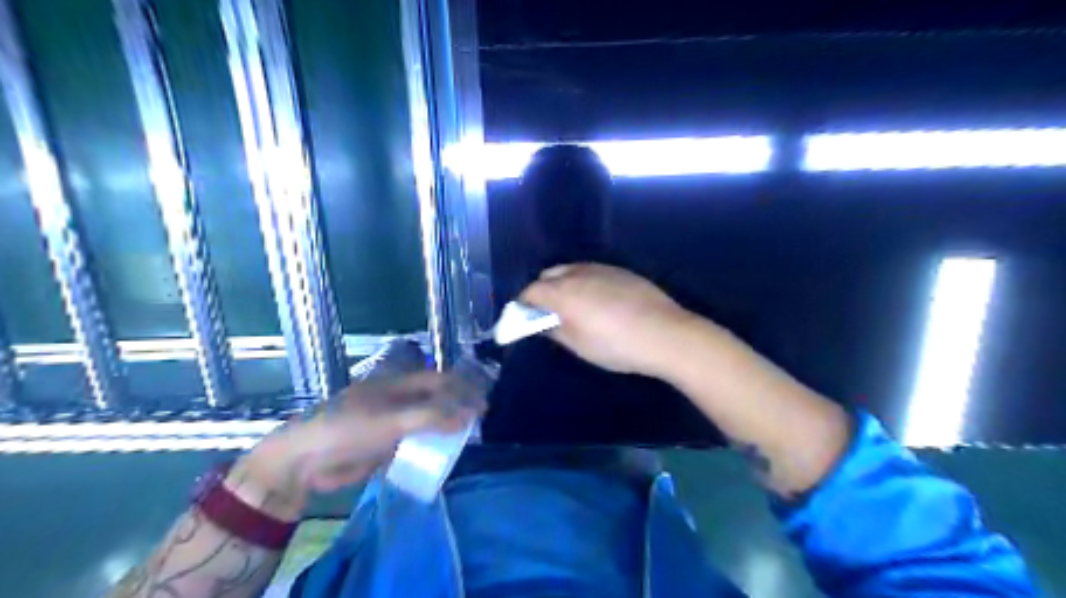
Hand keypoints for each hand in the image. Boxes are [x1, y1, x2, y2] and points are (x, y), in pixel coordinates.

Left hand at [234, 374, 485, 519]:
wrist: (306, 460)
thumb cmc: (349, 428)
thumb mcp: (394, 419)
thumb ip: (432, 417)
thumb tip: (469, 416)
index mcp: (398, 384)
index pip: (439, 381)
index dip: (462, 390)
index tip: (482, 406)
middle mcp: (397, 399)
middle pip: (434, 400)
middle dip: (456, 408)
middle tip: (478, 423)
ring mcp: (389, 422)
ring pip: (425, 422)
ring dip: (444, 429)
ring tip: (465, 440)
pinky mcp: (383, 445)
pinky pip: (413, 443)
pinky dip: (428, 447)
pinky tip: (440, 456)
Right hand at [525, 262, 700, 375]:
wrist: (666, 334)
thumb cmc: (617, 345)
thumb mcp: (579, 346)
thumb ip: (554, 330)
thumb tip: (542, 323)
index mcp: (562, 293)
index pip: (530, 291)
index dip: (523, 305)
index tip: (525, 319)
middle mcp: (578, 273)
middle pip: (548, 275)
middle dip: (542, 291)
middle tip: (549, 313)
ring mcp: (602, 268)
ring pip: (571, 270)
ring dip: (563, 284)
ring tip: (575, 306)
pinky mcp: (621, 270)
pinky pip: (593, 271)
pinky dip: (585, 282)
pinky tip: (600, 301)